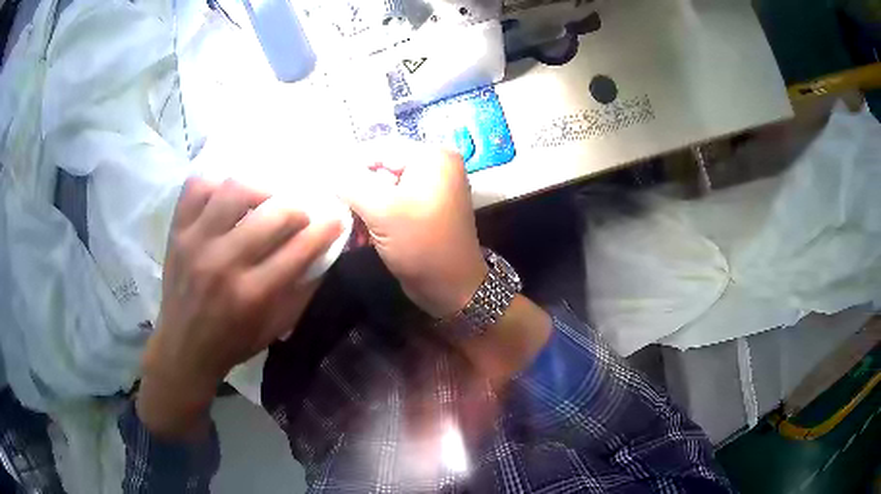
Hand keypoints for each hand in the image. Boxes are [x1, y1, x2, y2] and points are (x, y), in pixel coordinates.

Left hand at [138, 178, 341, 439]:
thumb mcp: (276, 328)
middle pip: (272, 214)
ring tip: (264, 201)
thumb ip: (302, 290)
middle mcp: (223, 263)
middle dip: (298, 209)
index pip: (300, 249)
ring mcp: (195, 242)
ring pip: (234, 190)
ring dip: (259, 190)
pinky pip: (197, 187)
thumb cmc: (233, 342)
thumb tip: (324, 250)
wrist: (183, 347)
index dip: (326, 229)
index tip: (335, 218)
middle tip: (300, 214)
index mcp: (252, 294)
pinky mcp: (177, 232)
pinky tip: (227, 197)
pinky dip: (216, 185)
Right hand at [339, 142, 486, 317]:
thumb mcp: (381, 211)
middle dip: (356, 192)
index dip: (349, 164)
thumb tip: (327, 169)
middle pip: (380, 167)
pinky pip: (392, 204)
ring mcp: (431, 189)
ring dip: (362, 208)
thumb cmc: (421, 245)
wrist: (452, 290)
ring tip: (349, 229)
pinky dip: (374, 218)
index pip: (380, 148)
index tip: (323, 183)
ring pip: (382, 188)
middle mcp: (435, 166)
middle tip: (336, 211)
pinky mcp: (424, 210)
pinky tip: (362, 237)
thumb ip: (350, 184)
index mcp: (432, 157)